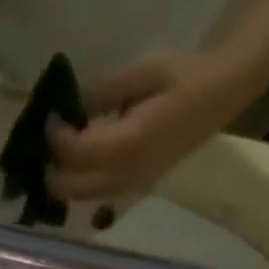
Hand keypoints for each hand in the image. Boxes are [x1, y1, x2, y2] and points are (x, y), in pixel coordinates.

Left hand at [48, 49, 257, 203]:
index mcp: (129, 143)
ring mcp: (130, 186)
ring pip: (82, 198)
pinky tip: (77, 166)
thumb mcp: (145, 70)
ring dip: (63, 183)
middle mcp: (126, 174)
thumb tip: (76, 104)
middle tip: (47, 145)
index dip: (56, 137)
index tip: (51, 118)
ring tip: (57, 157)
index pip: (76, 153)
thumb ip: (106, 90)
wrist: (220, 95)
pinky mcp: (135, 188)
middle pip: (72, 188)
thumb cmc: (184, 76)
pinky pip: (97, 196)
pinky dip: (79, 186)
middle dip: (52, 170)